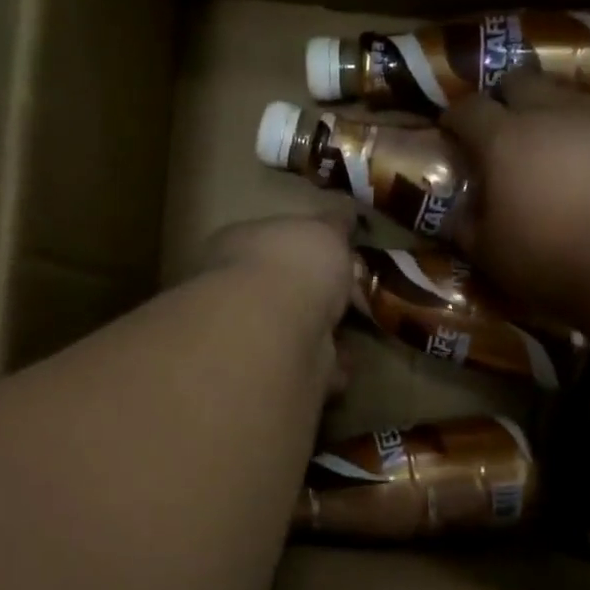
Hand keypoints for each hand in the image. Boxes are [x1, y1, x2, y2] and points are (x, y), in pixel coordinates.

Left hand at [196, 213, 354, 395]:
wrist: (276, 329)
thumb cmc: (293, 264)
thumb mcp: (324, 229)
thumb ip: (336, 224)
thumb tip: (347, 212)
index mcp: (239, 247)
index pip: (269, 242)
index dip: (302, 249)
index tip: (334, 256)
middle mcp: (236, 292)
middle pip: (280, 291)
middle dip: (312, 298)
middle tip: (348, 300)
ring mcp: (250, 338)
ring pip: (292, 334)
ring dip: (320, 337)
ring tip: (353, 336)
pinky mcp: (270, 377)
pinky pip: (305, 370)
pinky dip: (326, 370)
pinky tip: (346, 368)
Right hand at [443, 71, 589, 321]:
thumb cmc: (551, 256)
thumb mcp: (490, 254)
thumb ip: (464, 227)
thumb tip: (450, 213)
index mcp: (502, 139)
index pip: (467, 110)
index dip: (454, 118)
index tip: (449, 132)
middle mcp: (546, 113)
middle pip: (517, 81)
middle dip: (503, 97)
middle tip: (499, 126)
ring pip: (562, 92)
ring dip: (547, 107)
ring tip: (546, 138)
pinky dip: (584, 129)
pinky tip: (588, 156)